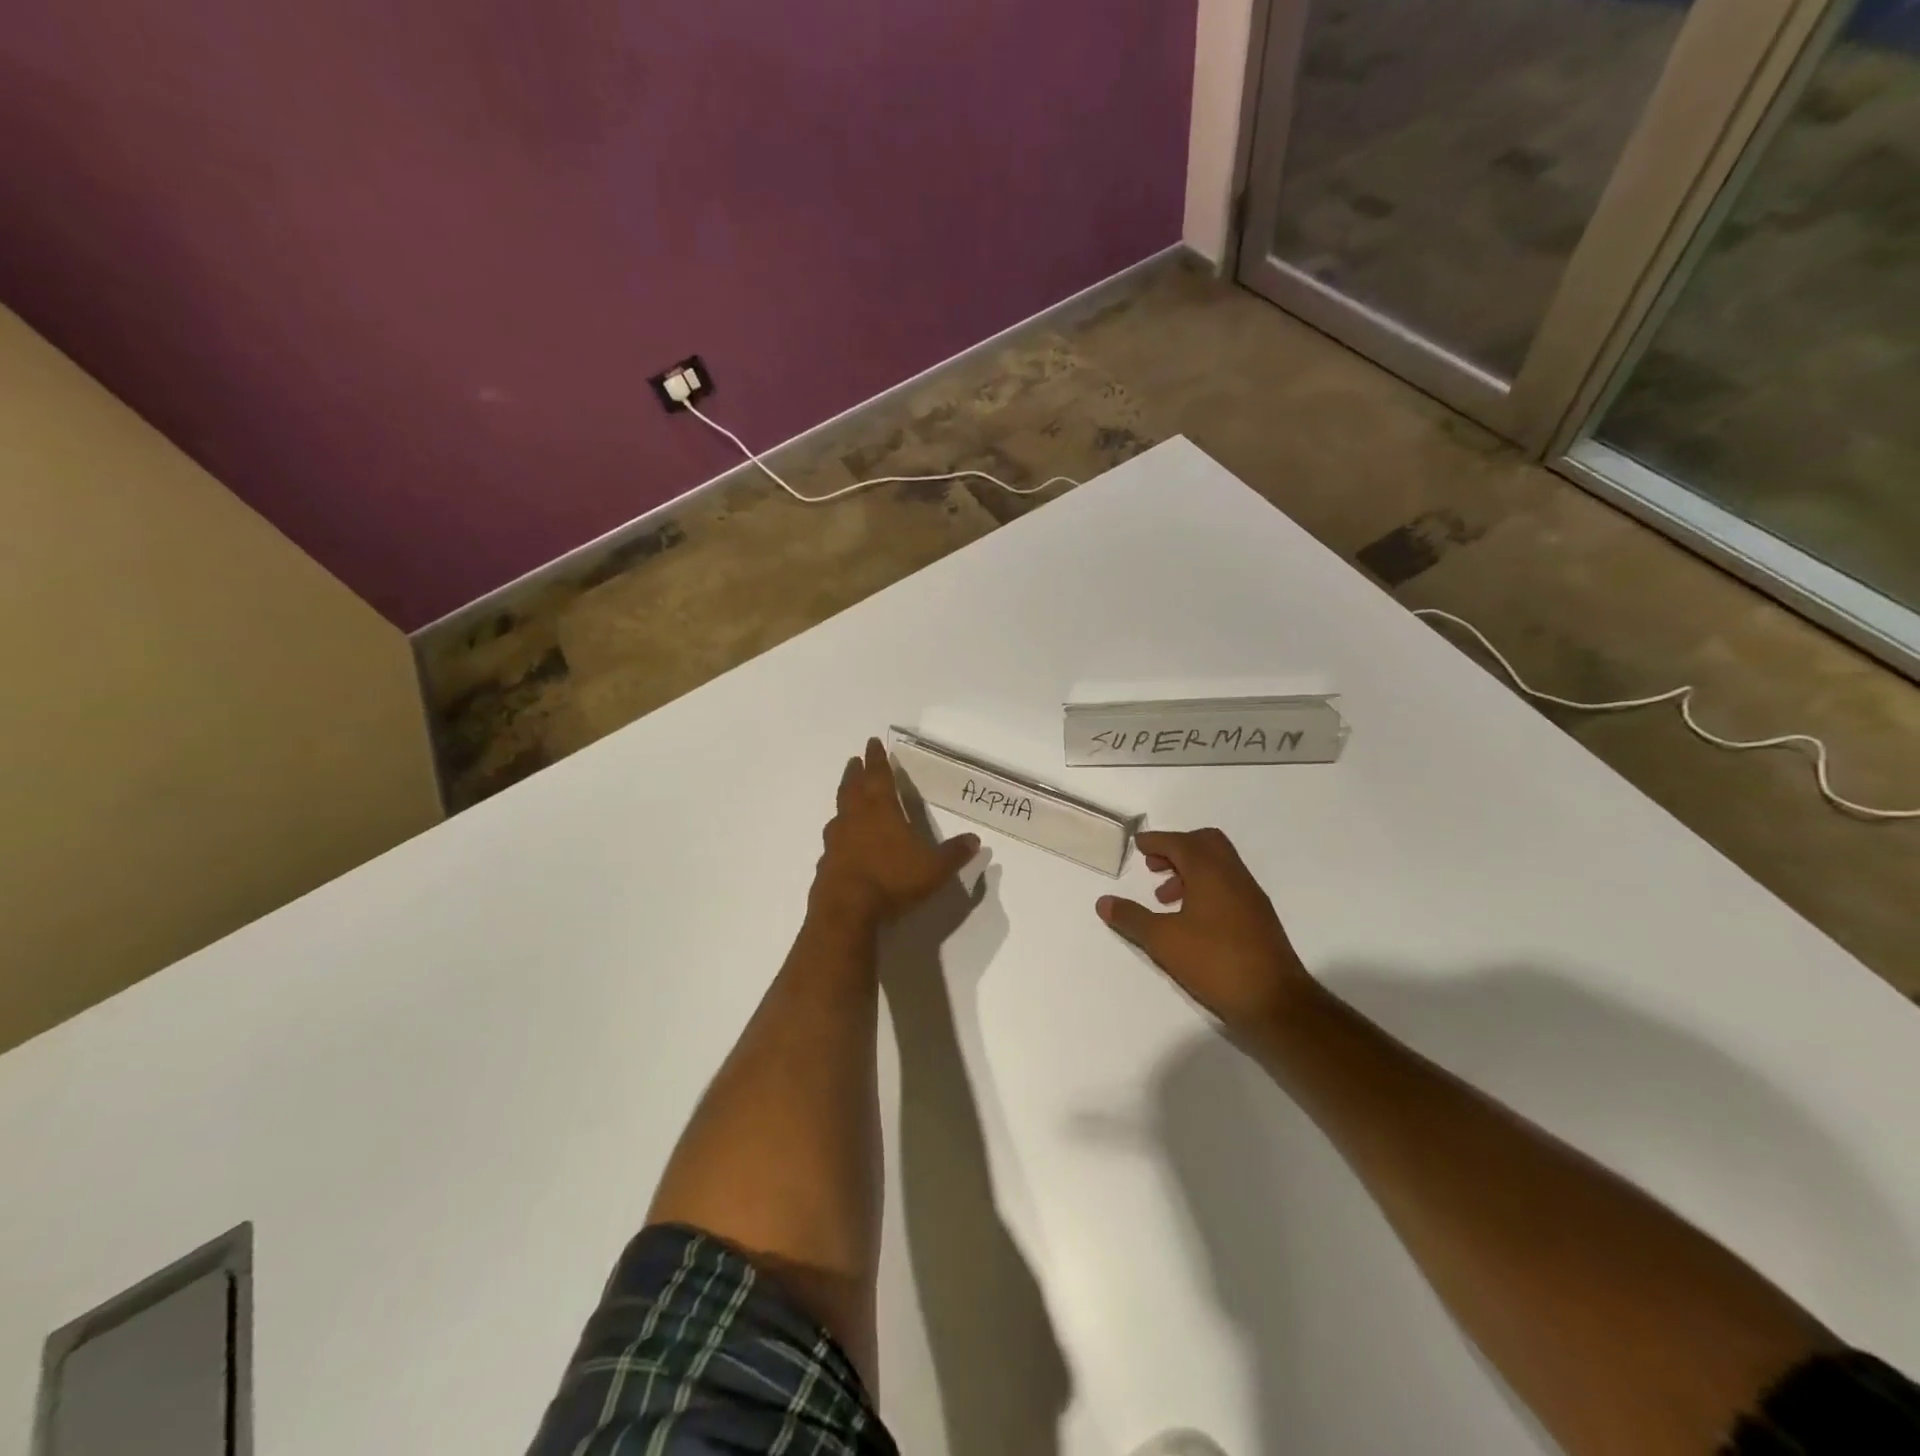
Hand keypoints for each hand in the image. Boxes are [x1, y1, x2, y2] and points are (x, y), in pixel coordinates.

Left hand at [810, 737, 980, 930]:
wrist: (846, 910)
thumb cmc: (892, 880)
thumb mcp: (934, 868)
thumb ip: (954, 853)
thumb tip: (975, 840)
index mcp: (880, 810)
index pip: (878, 776)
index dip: (877, 759)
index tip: (872, 743)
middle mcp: (855, 818)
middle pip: (853, 787)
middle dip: (856, 772)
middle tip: (855, 760)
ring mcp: (836, 840)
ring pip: (839, 811)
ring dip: (844, 799)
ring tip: (848, 796)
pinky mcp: (825, 862)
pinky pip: (833, 840)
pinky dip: (839, 833)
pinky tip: (842, 842)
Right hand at [1097, 828, 1314, 1033]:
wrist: (1274, 1000)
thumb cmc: (1214, 962)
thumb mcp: (1162, 940)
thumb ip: (1131, 918)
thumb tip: (1103, 902)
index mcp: (1210, 872)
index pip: (1180, 842)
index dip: (1156, 841)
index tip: (1138, 845)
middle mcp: (1233, 875)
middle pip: (1205, 843)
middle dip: (1176, 848)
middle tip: (1153, 866)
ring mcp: (1250, 895)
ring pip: (1218, 865)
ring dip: (1190, 870)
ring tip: (1165, 898)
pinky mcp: (1258, 917)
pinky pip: (1228, 884)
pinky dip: (1206, 887)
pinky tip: (1191, 918)